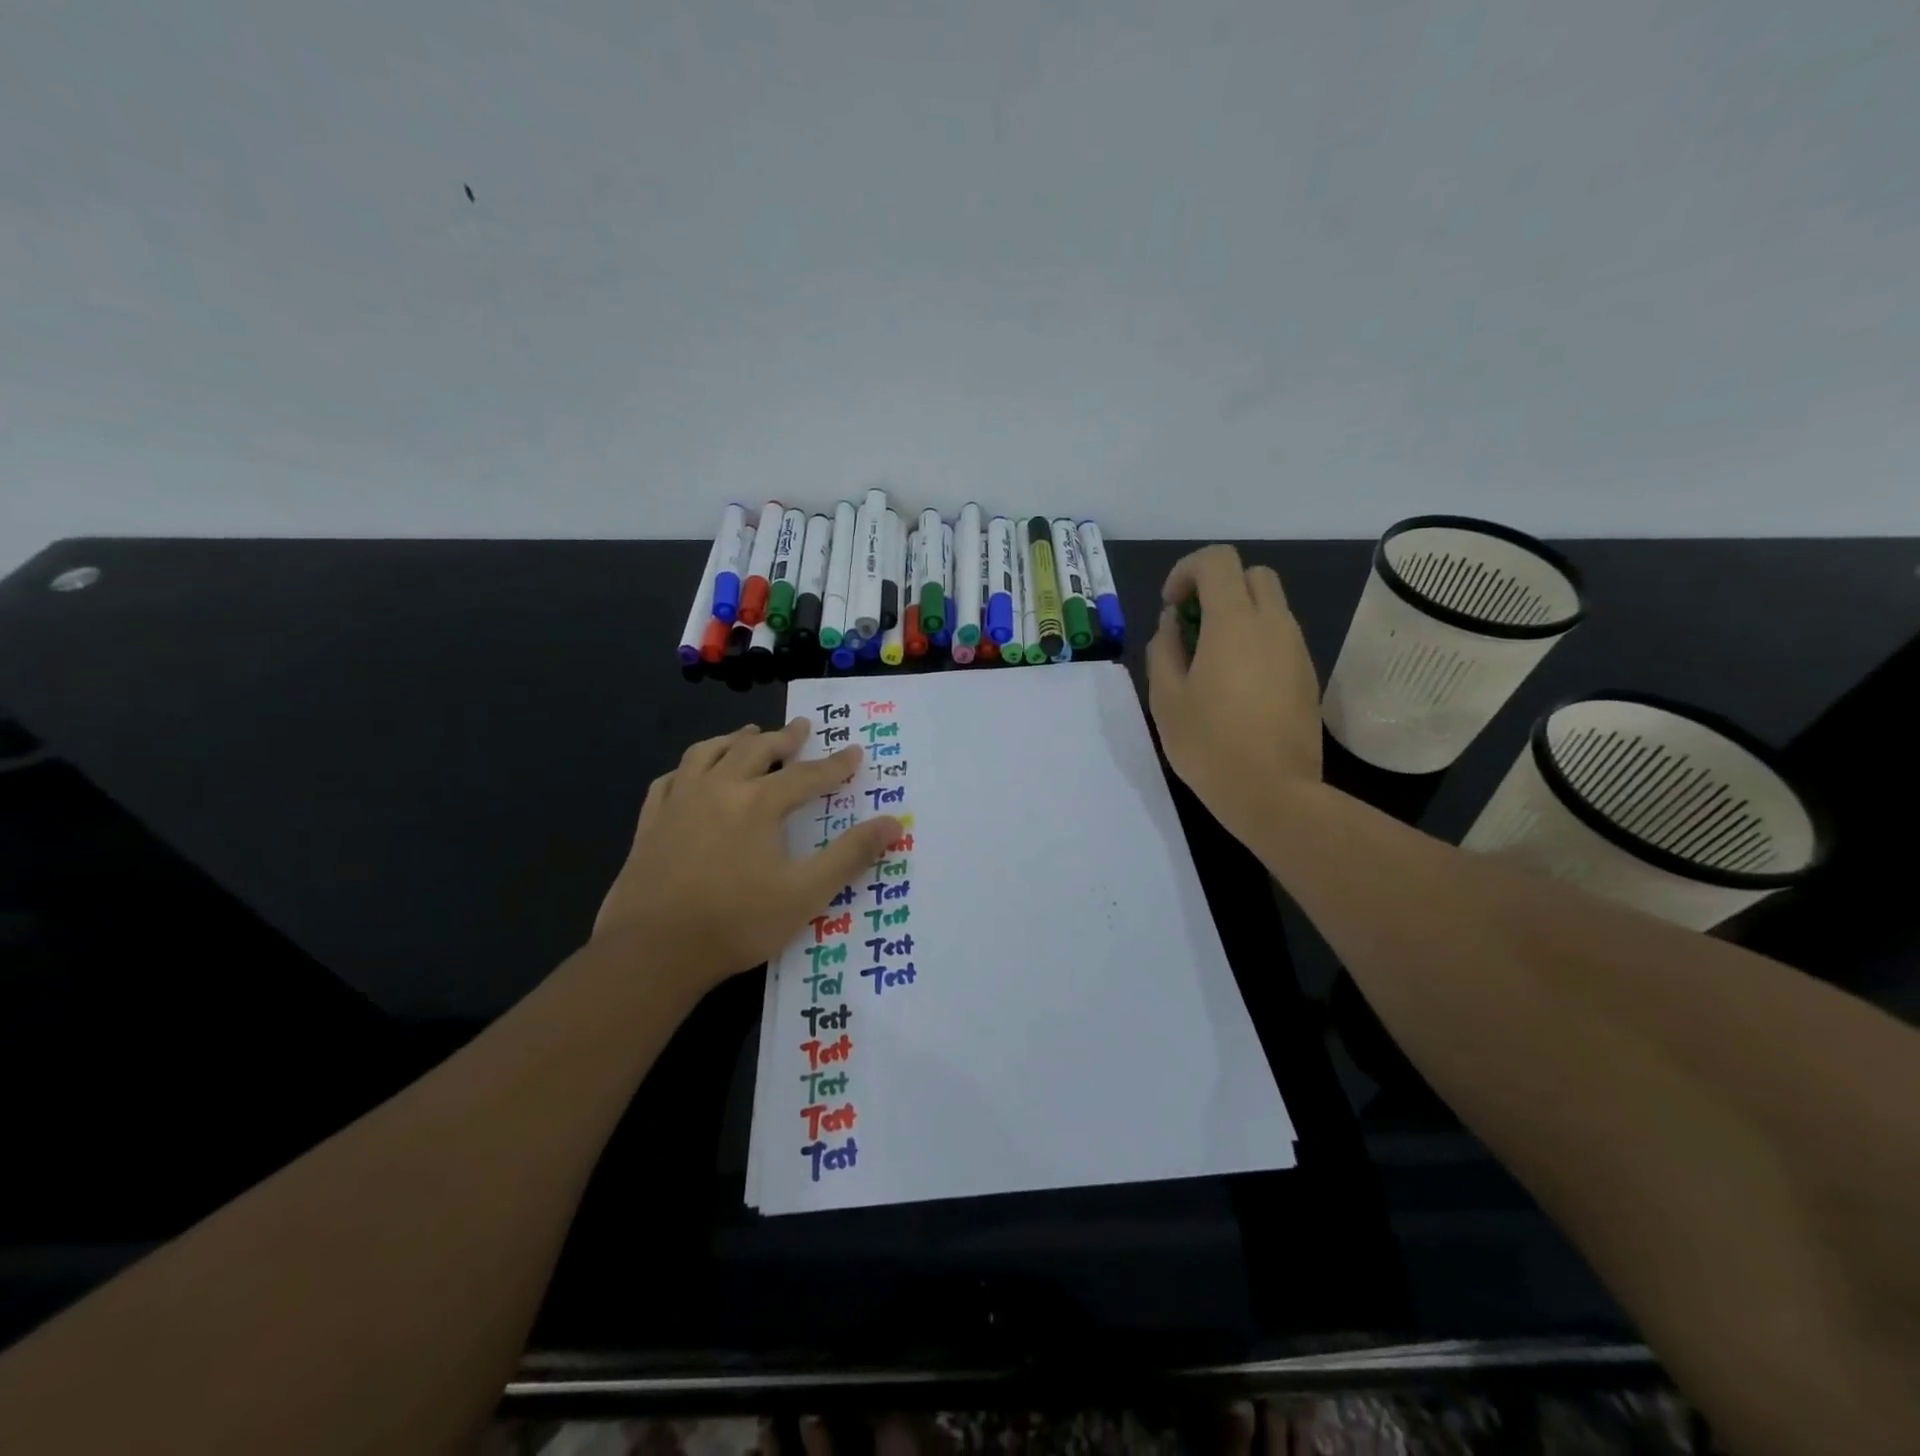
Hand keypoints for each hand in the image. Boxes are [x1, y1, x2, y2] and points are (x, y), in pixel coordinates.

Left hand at [593, 719, 901, 987]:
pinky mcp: (650, 821)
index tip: (855, 752)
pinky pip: (671, 779)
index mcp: (759, 802)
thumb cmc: (737, 922)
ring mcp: (679, 801)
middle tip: (801, 727)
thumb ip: (850, 855)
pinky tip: (692, 774)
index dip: (835, 765)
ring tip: (749, 734)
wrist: (653, 951)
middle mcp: (719, 788)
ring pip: (708, 753)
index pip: (807, 775)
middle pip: (756, 750)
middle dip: (784, 738)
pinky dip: (689, 768)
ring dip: (734, 740)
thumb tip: (893, 823)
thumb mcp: (806, 893)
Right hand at [1146, 545, 1322, 842]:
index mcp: (1234, 623)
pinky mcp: (1307, 675)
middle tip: (1193, 625)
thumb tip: (1174, 623)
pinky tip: (1236, 684)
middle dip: (1218, 586)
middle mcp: (1273, 624)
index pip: (1217, 561)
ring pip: (1270, 605)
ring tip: (1210, 660)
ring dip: (1238, 615)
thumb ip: (1164, 649)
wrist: (1273, 793)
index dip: (1187, 571)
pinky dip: (1255, 640)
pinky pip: (1280, 637)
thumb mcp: (1166, 698)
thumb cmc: (1209, 745)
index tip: (1171, 606)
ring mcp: (1296, 649)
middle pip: (1252, 574)